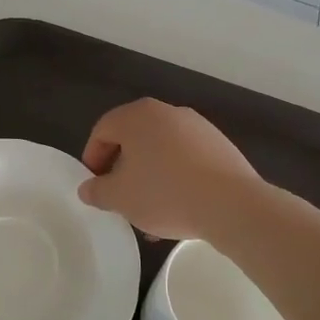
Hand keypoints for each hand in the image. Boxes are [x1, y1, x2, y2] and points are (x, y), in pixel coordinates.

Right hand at [78, 98, 262, 239]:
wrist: (232, 205)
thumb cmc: (165, 194)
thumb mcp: (120, 198)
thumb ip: (97, 191)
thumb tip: (88, 188)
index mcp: (137, 116)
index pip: (102, 130)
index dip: (92, 158)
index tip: (95, 185)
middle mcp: (167, 112)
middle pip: (133, 138)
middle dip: (122, 167)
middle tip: (119, 195)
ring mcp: (198, 126)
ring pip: (161, 149)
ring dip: (150, 174)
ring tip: (150, 208)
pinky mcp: (220, 145)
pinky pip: (186, 158)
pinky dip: (176, 176)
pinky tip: (178, 205)